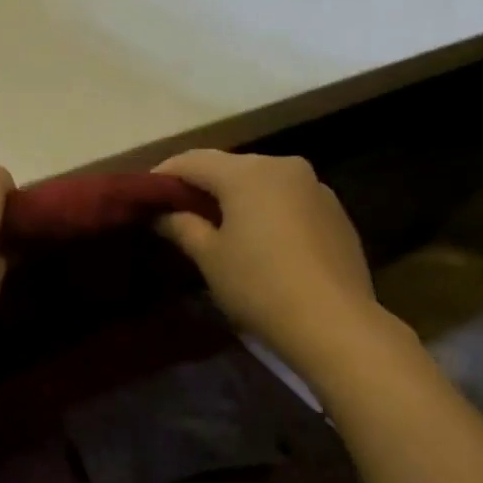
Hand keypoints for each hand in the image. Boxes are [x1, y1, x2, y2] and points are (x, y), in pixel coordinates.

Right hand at [154, 150, 390, 369]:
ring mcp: (316, 187)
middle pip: (230, 168)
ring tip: (220, 229)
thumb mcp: (210, 258)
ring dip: (237, 199)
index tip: (146, 196)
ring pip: (262, 184)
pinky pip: (289, 202)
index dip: (164, 175)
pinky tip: (261, 243)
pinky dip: (267, 212)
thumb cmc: (258, 285)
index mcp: (247, 172)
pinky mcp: (336, 212)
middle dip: (202, 187)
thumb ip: (182, 227)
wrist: (333, 321)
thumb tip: (162, 214)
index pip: (193, 160)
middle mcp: (284, 166)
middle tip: (179, 214)